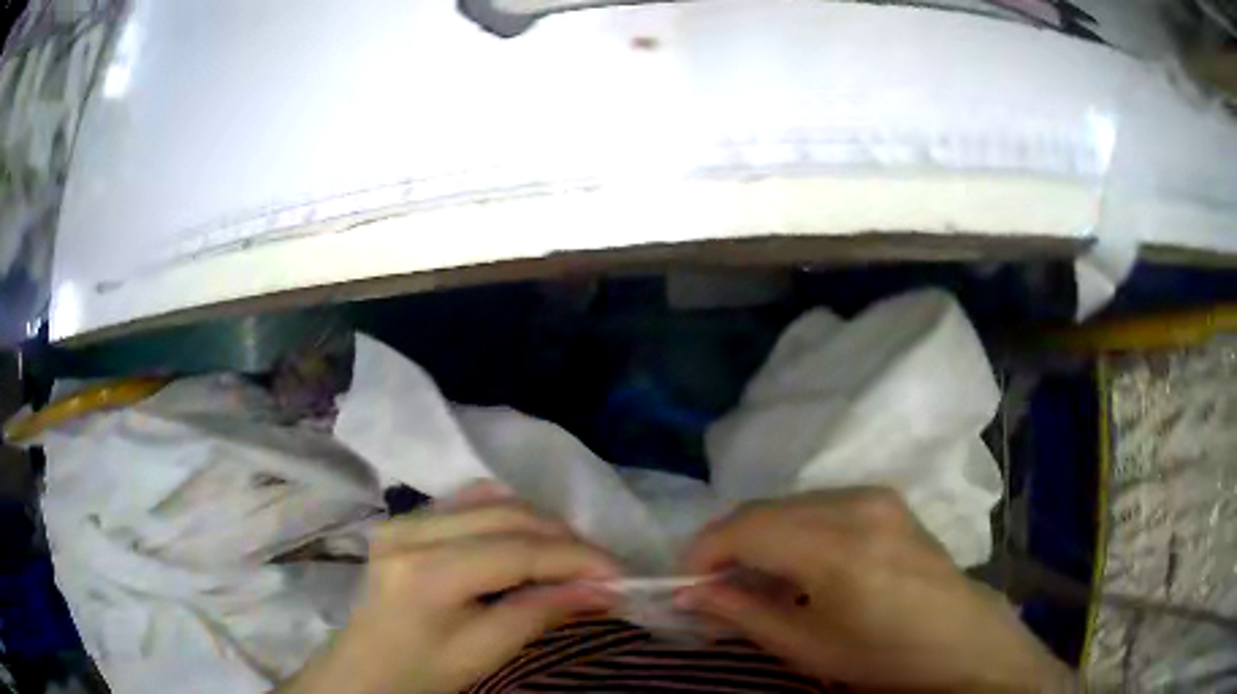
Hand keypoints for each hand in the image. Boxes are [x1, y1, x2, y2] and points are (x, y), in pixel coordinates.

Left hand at [279, 482, 619, 693]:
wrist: (363, 670)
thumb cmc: (422, 673)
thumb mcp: (484, 652)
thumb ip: (540, 613)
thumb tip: (603, 590)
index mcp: (426, 573)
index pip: (517, 550)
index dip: (575, 558)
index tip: (619, 573)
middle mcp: (411, 531)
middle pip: (507, 515)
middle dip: (564, 539)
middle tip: (600, 568)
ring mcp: (402, 519)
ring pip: (491, 499)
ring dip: (539, 523)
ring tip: (568, 555)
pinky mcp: (402, 519)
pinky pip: (467, 501)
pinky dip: (507, 514)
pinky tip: (526, 537)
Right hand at [678, 488, 1071, 691]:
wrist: (959, 640)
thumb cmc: (884, 656)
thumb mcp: (807, 647)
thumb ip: (744, 614)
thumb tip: (689, 596)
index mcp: (840, 547)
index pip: (747, 527)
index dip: (705, 551)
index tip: (687, 584)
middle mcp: (857, 504)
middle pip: (765, 508)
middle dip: (728, 543)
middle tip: (715, 586)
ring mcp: (875, 494)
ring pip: (789, 502)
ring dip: (760, 534)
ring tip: (756, 577)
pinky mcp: (885, 497)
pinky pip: (818, 502)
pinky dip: (792, 527)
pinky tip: (798, 563)